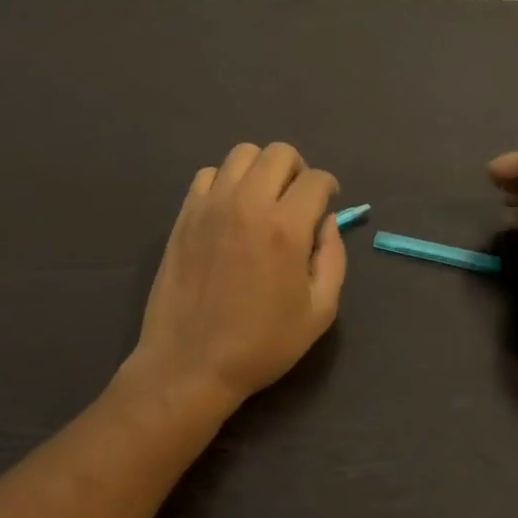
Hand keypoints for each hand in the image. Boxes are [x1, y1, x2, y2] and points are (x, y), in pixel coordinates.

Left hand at [128, 142, 346, 416]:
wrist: (190, 364)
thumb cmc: (261, 345)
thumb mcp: (319, 312)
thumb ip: (333, 258)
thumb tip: (327, 222)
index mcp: (285, 228)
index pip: (316, 179)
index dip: (329, 188)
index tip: (327, 204)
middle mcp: (247, 204)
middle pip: (279, 153)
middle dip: (298, 170)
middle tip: (298, 200)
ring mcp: (210, 206)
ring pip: (242, 154)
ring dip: (261, 169)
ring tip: (263, 199)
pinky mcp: (184, 216)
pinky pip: (208, 175)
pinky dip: (226, 182)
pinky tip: (230, 210)